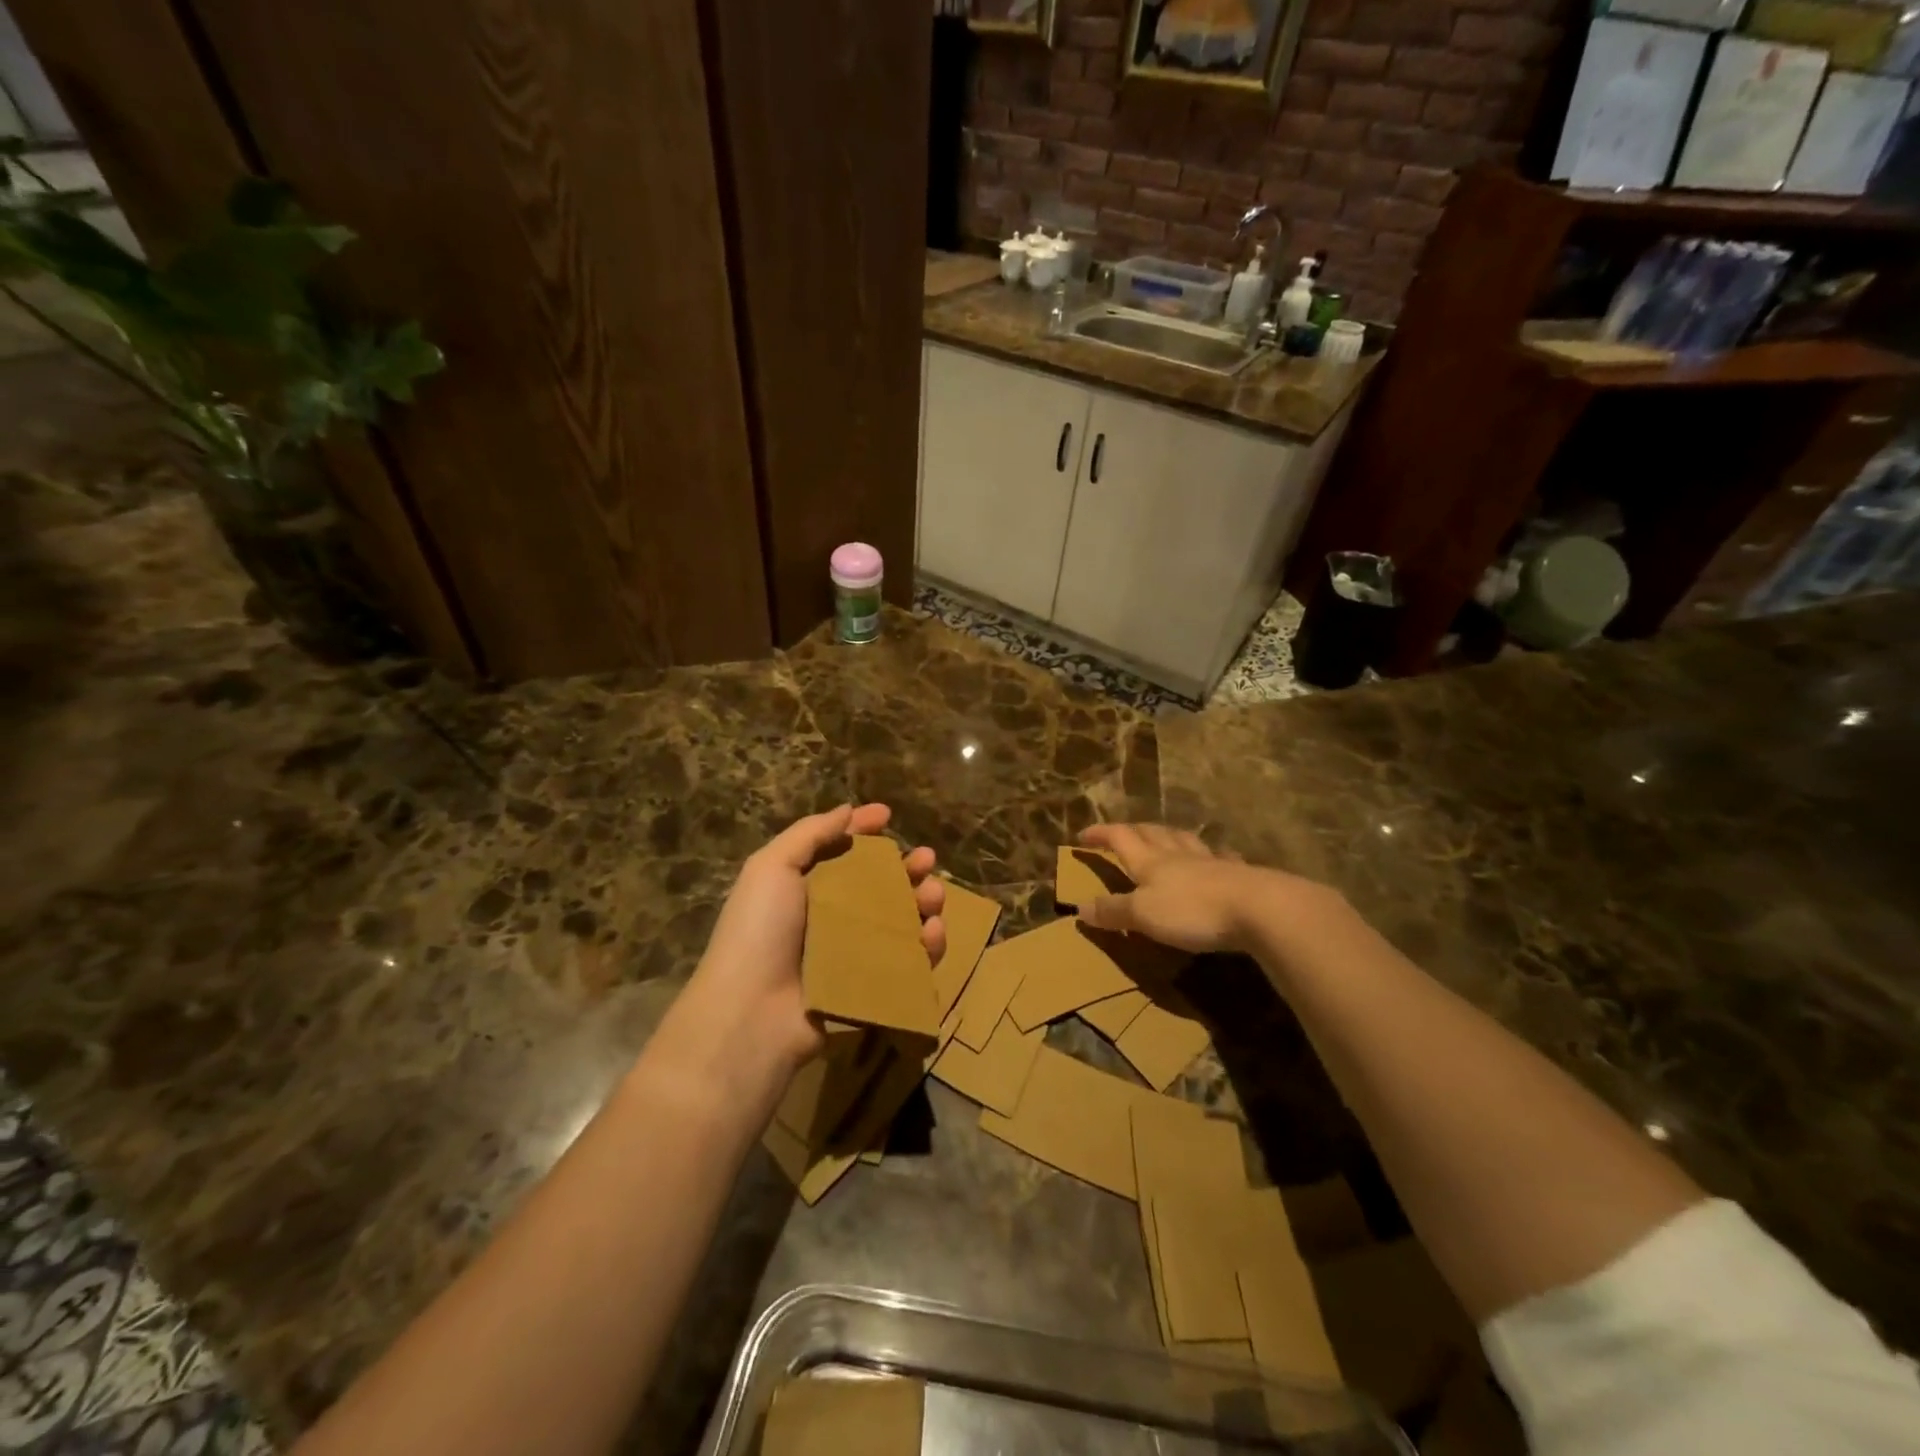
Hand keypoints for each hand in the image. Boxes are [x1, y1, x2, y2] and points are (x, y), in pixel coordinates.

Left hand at [689, 804, 945, 1077]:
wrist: (752, 1014)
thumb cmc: (759, 931)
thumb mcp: (771, 868)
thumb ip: (809, 834)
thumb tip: (847, 810)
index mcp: (805, 886)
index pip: (841, 850)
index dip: (863, 830)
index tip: (888, 815)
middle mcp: (831, 917)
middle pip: (879, 884)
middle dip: (906, 867)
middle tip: (927, 858)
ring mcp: (853, 953)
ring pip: (900, 920)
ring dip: (923, 902)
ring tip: (933, 895)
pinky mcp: (872, 986)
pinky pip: (907, 961)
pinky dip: (927, 945)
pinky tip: (932, 933)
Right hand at [1076, 822, 1332, 955]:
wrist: (1259, 909)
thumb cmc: (1192, 911)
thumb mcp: (1143, 915)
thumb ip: (1113, 911)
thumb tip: (1079, 907)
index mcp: (1150, 862)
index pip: (1120, 838)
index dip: (1101, 834)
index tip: (1083, 834)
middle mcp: (1178, 856)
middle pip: (1152, 833)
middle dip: (1133, 830)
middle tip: (1122, 832)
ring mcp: (1211, 863)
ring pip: (1185, 841)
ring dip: (1170, 836)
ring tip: (1165, 836)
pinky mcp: (1239, 876)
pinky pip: (1221, 859)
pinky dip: (1212, 855)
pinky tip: (1217, 858)